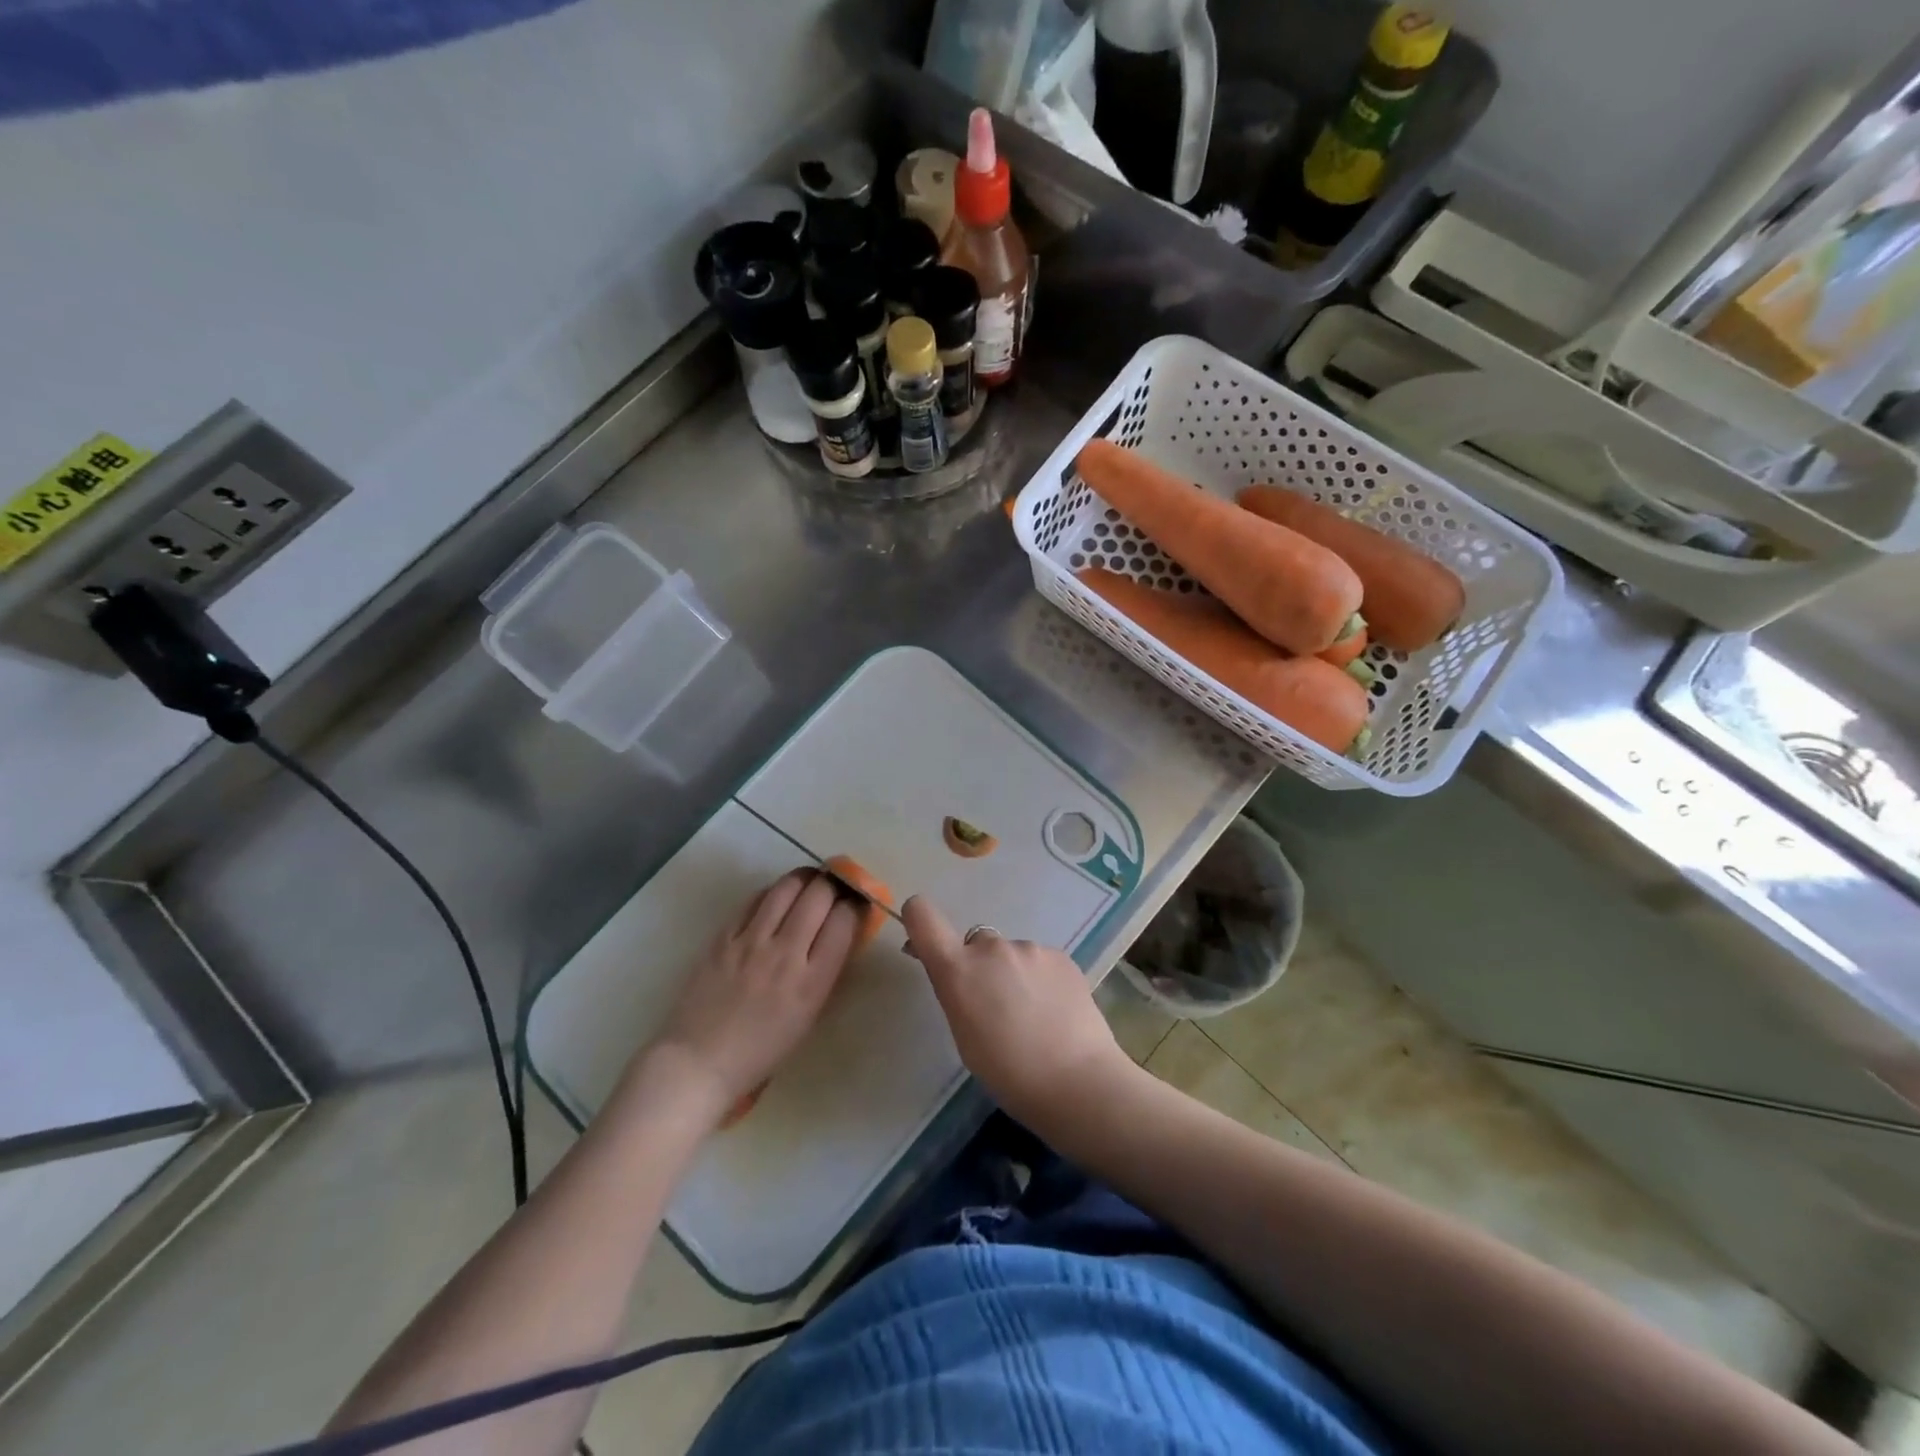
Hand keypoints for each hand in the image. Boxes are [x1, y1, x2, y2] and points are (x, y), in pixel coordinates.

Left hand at [646, 869, 862, 1121]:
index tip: (856, 906)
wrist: (699, 1061)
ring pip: (787, 887)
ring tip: (809, 883)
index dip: (855, 906)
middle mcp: (785, 954)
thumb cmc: (762, 1050)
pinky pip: (754, 899)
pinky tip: (776, 899)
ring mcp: (751, 942)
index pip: (844, 921)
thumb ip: (827, 972)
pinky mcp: (723, 936)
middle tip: (835, 888)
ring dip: (805, 879)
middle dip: (834, 885)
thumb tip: (842, 934)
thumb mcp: (809, 1017)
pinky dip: (772, 893)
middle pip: (819, 894)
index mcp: (812, 982)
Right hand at [902, 895, 1131, 1126]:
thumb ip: (956, 993)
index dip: (919, 919)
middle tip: (996, 1006)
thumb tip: (955, 973)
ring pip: (1011, 955)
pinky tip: (1055, 1012)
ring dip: (1013, 974)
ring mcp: (1030, 948)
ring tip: (1033, 1016)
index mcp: (958, 969)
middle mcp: (991, 948)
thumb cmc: (1008, 1073)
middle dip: (979, 966)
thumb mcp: (964, 1036)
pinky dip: (1041, 980)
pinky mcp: (1062, 955)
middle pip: (975, 943)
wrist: (1077, 1081)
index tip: (925, 941)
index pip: (923, 916)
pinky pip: (1039, 962)